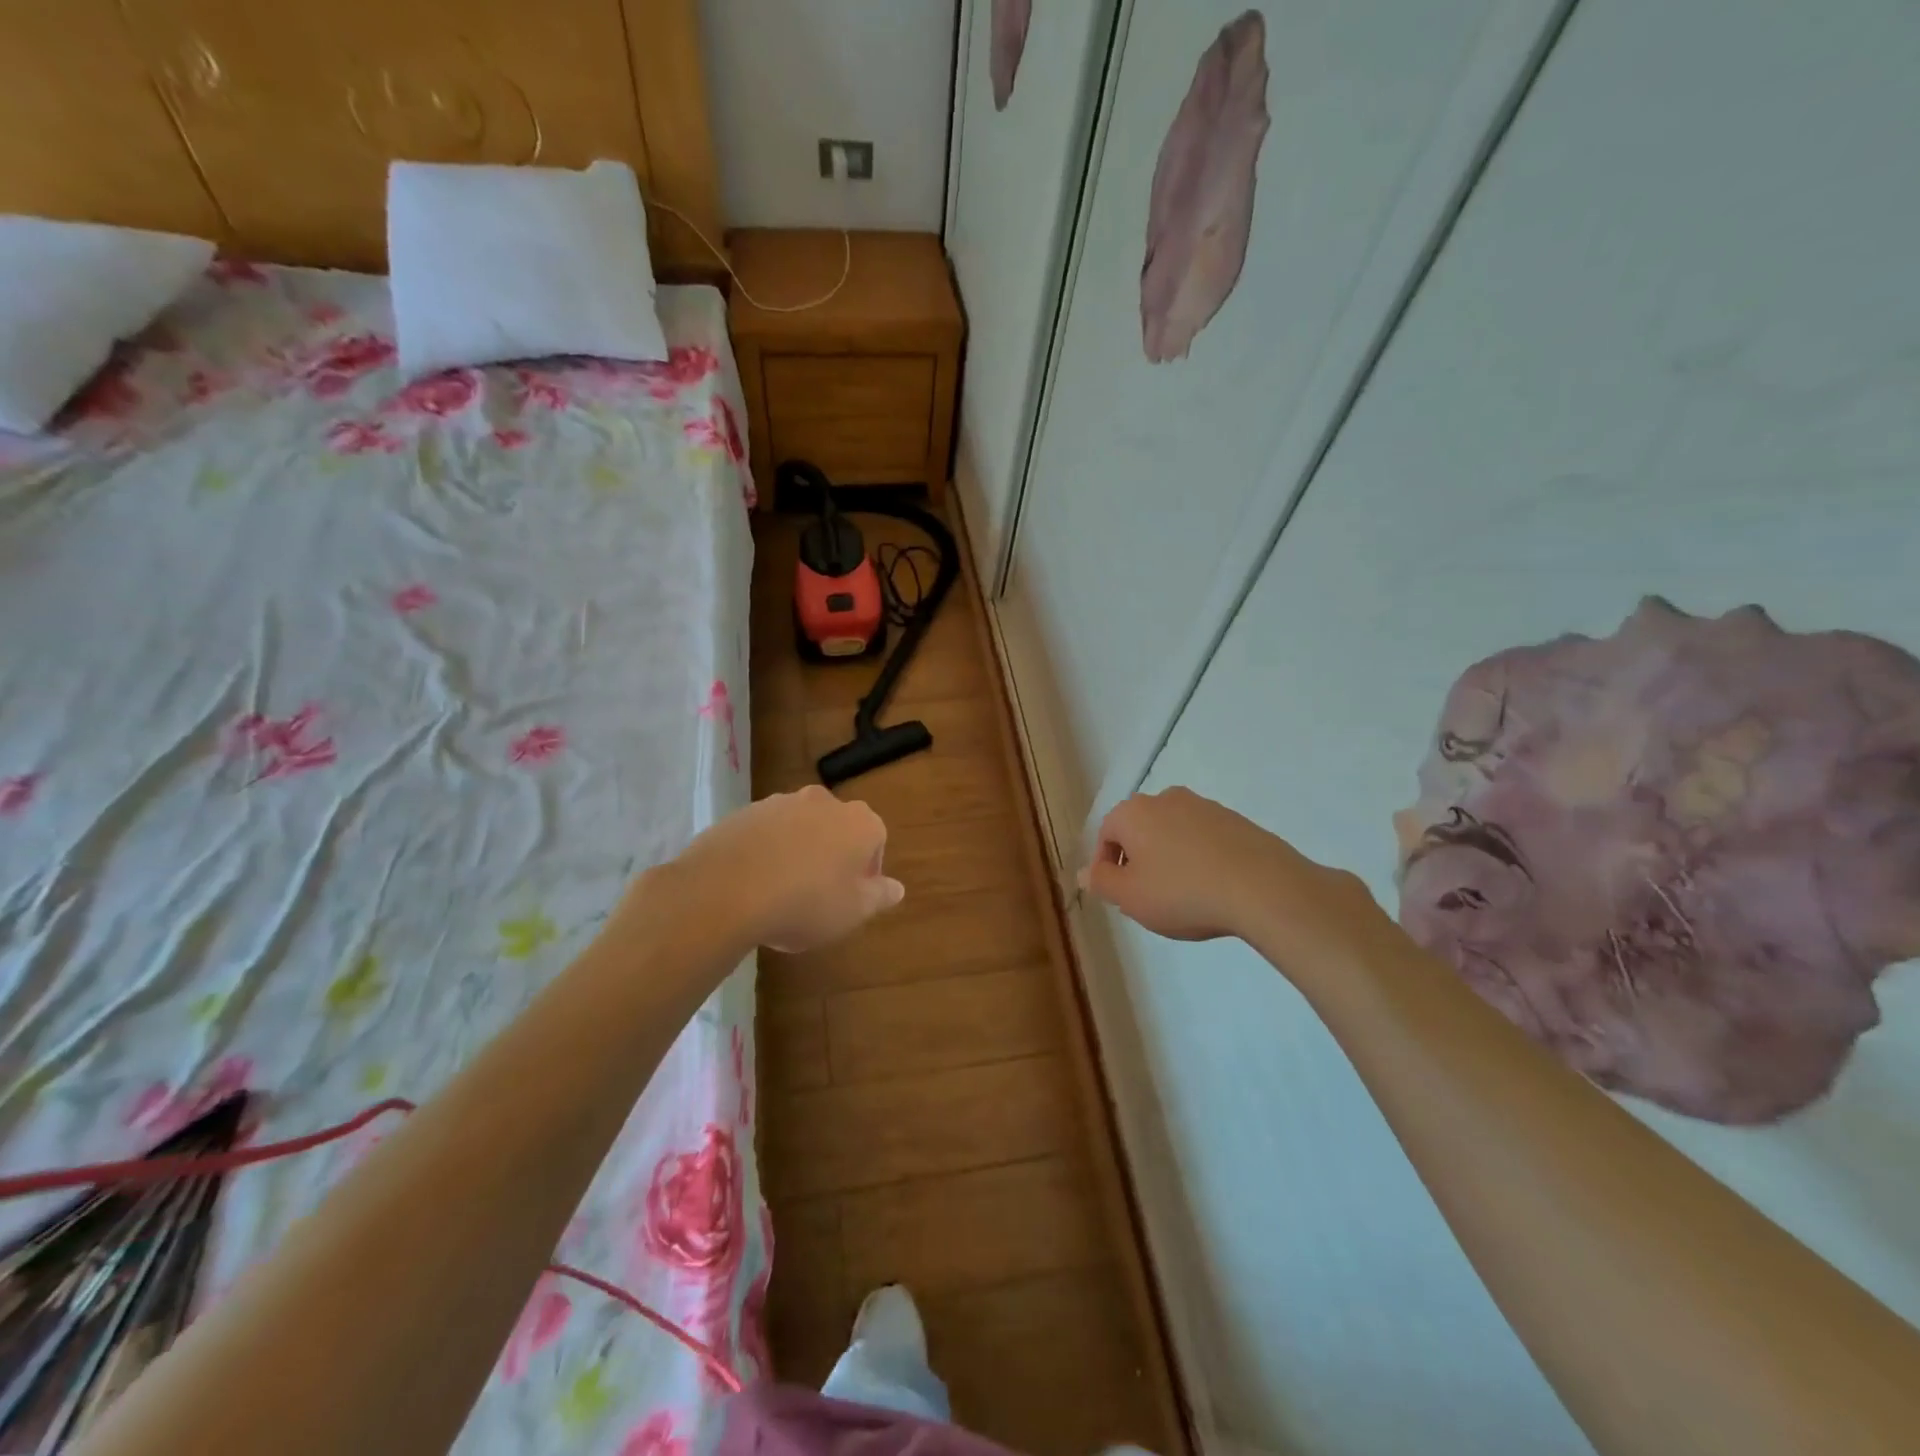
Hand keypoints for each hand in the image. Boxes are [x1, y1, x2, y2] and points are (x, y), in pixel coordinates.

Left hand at [671, 786, 904, 952]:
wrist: (726, 890)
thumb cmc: (805, 903)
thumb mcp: (852, 911)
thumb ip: (879, 896)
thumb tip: (897, 888)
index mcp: (859, 822)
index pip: (877, 840)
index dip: (867, 872)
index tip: (853, 898)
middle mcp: (824, 802)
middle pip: (838, 829)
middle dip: (833, 857)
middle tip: (820, 895)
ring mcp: (781, 803)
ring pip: (801, 829)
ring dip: (799, 852)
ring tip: (782, 893)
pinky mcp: (744, 812)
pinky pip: (766, 833)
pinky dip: (766, 852)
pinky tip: (754, 885)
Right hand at [1081, 787, 1383, 960]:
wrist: (1262, 887)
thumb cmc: (1182, 892)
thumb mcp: (1130, 897)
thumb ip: (1101, 882)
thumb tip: (1084, 871)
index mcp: (1133, 812)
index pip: (1105, 835)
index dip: (1106, 867)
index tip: (1119, 897)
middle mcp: (1166, 799)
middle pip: (1139, 831)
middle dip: (1138, 861)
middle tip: (1148, 898)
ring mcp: (1204, 806)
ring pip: (1173, 833)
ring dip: (1170, 859)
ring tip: (1183, 897)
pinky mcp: (1236, 820)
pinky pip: (1204, 840)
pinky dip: (1200, 859)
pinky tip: (1212, 889)